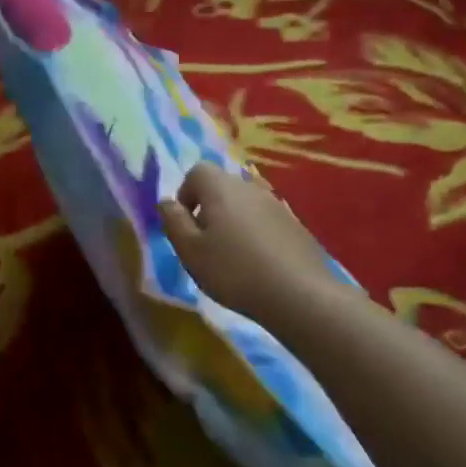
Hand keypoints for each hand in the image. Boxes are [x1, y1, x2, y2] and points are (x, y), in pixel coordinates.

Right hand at [158, 164, 335, 327]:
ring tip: (232, 259)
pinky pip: (266, 222)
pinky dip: (256, 236)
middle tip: (205, 245)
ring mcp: (277, 205)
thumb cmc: (234, 271)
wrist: (299, 294)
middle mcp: (250, 188)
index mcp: (221, 188)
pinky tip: (259, 265)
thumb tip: (166, 202)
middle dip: (209, 210)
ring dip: (233, 224)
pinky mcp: (296, 226)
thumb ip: (173, 222)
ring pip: (245, 205)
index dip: (185, 195)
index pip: (197, 172)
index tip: (186, 225)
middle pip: (222, 187)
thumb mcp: (190, 251)